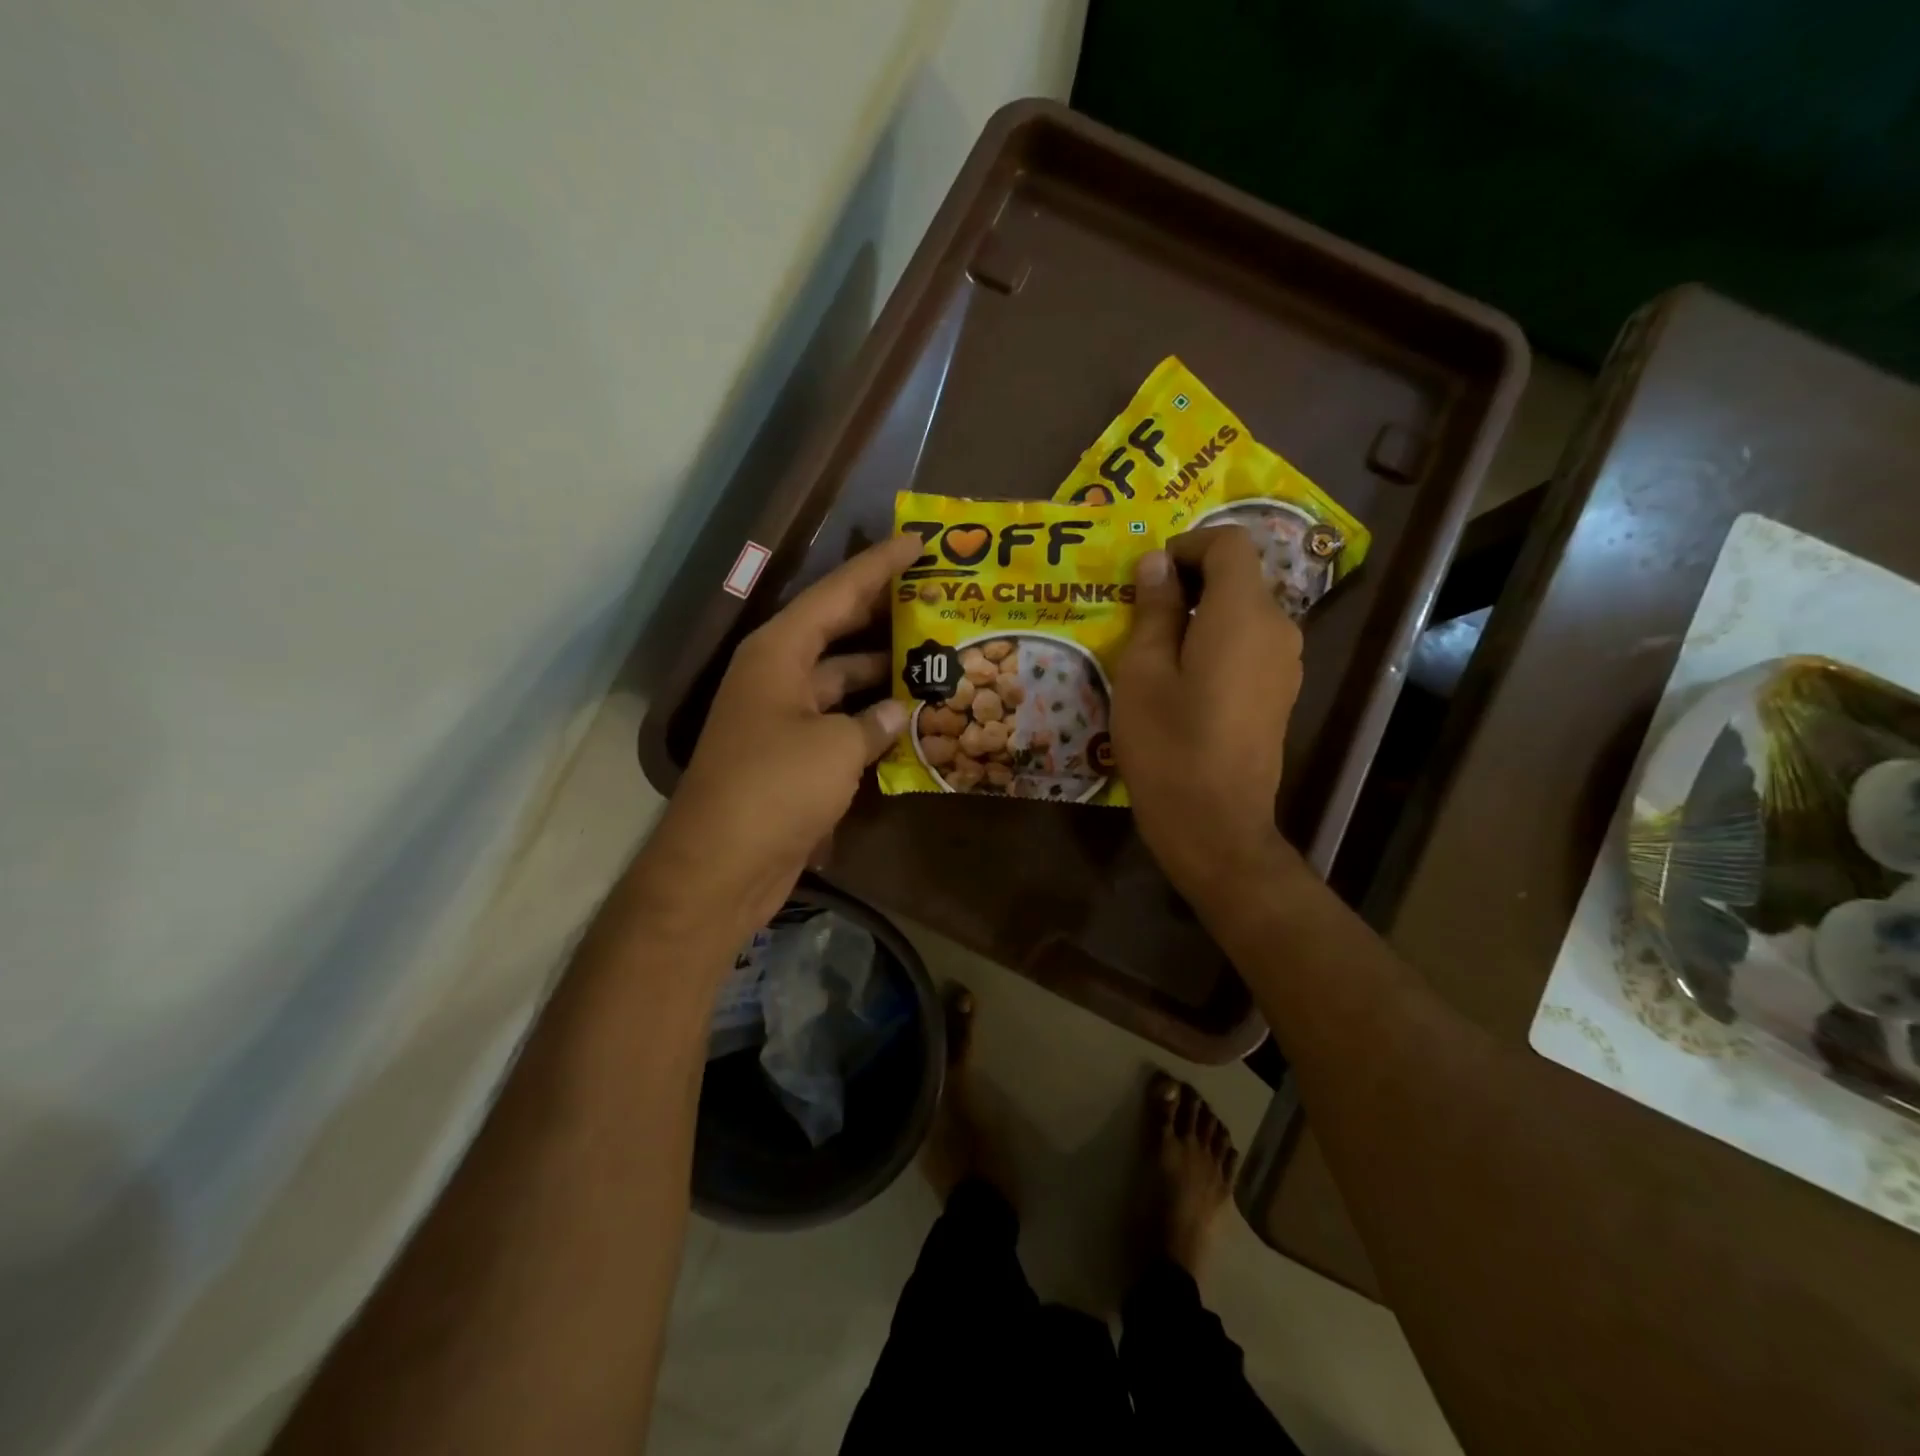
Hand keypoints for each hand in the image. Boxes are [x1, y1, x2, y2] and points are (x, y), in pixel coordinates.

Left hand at [640, 533, 920, 940]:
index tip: (918, 543)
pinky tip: (914, 720)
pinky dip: (873, 720)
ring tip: (937, 659)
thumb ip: (874, 722)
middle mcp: (779, 675)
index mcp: (779, 652)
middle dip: (886, 616)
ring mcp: (785, 717)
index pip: (836, 594)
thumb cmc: (775, 789)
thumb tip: (898, 713)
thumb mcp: (836, 747)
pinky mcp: (794, 756)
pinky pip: (841, 722)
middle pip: (839, 631)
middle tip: (938, 600)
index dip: (878, 566)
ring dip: (884, 674)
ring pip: (844, 680)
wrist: (723, 866)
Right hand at [1113, 527, 1303, 906]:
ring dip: (1202, 613)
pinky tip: (1184, 680)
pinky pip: (1251, 645)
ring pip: (1244, 612)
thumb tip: (1158, 563)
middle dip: (1190, 581)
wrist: (1215, 824)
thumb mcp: (1143, 672)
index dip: (1187, 546)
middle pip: (1240, 577)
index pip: (1229, 544)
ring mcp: (1286, 663)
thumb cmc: (1168, 745)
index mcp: (1243, 614)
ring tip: (1156, 648)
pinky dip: (1218, 641)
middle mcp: (1278, 629)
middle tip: (1140, 613)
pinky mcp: (1281, 692)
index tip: (1148, 577)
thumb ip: (1155, 610)